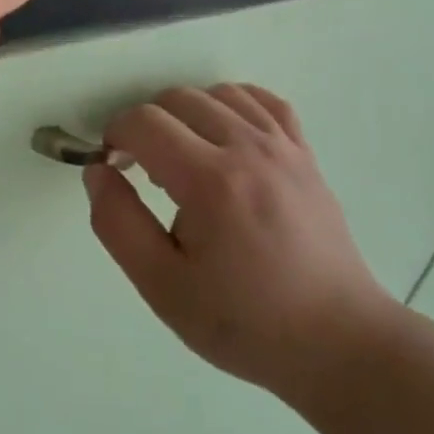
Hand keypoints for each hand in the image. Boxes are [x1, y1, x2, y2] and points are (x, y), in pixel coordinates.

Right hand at [83, 84, 399, 401]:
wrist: (336, 341)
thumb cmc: (242, 321)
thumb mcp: (161, 285)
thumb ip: (117, 223)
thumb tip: (98, 171)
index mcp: (210, 181)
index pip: (144, 122)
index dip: (114, 136)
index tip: (112, 168)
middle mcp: (249, 149)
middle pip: (179, 99)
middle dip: (146, 124)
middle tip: (142, 171)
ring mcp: (285, 148)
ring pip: (220, 93)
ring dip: (187, 114)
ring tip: (183, 159)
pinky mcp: (306, 157)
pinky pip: (266, 102)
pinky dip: (234, 105)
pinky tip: (225, 137)